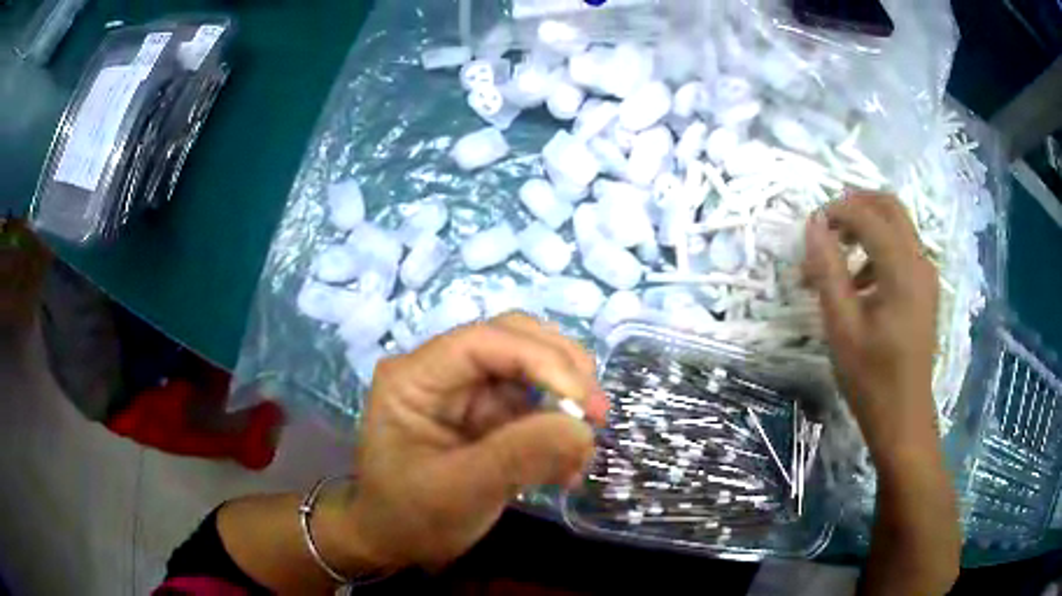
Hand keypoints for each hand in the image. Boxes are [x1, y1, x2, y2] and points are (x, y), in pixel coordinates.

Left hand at [337, 313, 607, 571]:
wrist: (393, 542)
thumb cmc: (409, 517)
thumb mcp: (459, 492)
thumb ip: (519, 457)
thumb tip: (584, 428)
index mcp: (415, 377)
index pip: (484, 342)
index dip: (541, 360)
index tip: (584, 403)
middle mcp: (442, 371)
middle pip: (514, 340)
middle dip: (562, 370)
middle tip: (596, 414)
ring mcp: (467, 392)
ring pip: (532, 369)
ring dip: (567, 402)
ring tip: (581, 451)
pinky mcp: (488, 416)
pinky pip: (536, 405)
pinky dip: (560, 430)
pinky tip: (567, 468)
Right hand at [803, 191, 939, 455]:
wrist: (903, 418)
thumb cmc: (871, 378)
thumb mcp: (842, 326)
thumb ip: (828, 270)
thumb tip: (814, 226)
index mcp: (902, 270)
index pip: (868, 216)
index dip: (837, 211)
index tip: (810, 229)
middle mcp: (920, 262)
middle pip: (889, 206)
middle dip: (855, 207)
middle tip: (827, 228)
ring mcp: (926, 275)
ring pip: (897, 226)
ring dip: (865, 229)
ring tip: (837, 262)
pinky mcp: (925, 289)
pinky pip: (902, 250)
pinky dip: (878, 250)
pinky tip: (859, 285)